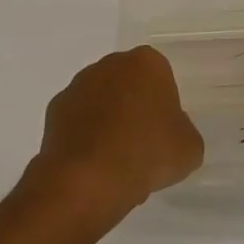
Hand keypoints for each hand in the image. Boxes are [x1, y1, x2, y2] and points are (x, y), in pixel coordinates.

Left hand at [33, 47, 203, 215]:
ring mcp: (78, 85)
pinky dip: (85, 136)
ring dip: (108, 120)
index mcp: (147, 63)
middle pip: (128, 84)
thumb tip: (168, 134)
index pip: (160, 77)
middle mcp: (110, 64)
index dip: (164, 105)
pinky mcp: (55, 109)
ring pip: (101, 100)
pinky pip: (78, 120)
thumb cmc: (146, 154)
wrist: (88, 179)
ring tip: (115, 161)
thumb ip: (183, 132)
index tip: (163, 132)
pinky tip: (93, 164)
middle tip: (141, 145)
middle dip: (134, 107)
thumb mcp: (189, 149)